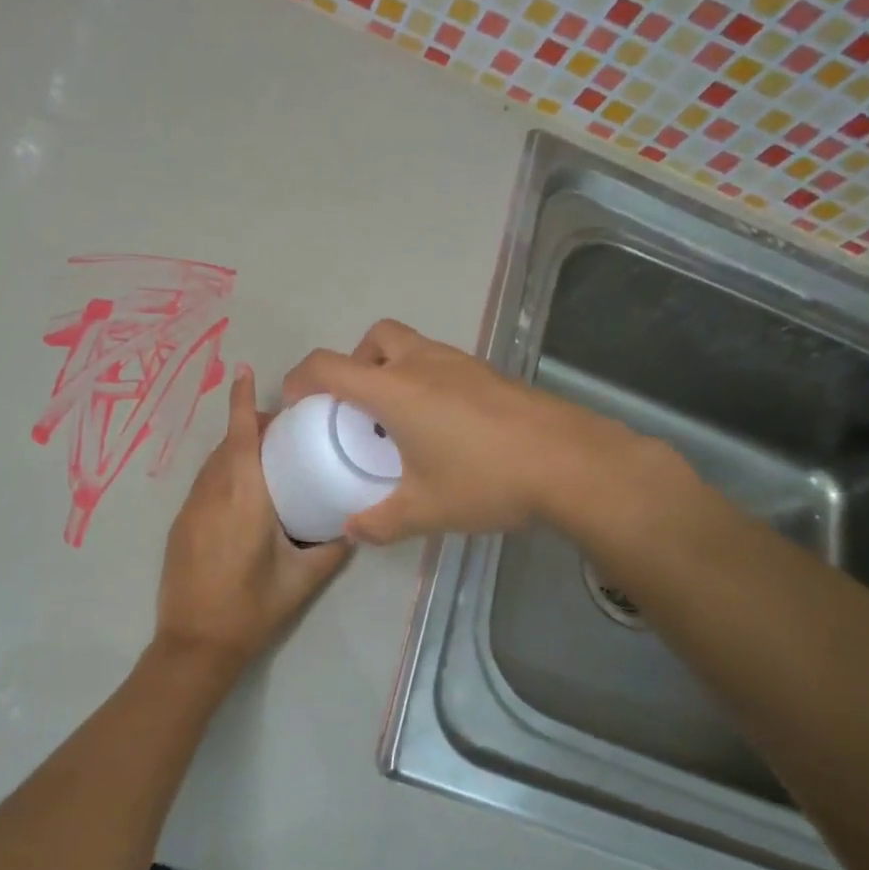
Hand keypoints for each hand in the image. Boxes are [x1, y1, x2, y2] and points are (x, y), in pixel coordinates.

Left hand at [155, 365, 351, 677]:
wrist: (194, 645)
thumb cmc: (251, 609)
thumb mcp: (301, 580)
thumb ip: (330, 550)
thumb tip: (352, 527)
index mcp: (243, 499)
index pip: (240, 437)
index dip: (241, 402)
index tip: (244, 372)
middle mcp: (212, 494)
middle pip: (227, 445)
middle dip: (247, 425)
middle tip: (281, 427)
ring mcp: (190, 509)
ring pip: (212, 464)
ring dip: (233, 450)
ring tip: (264, 454)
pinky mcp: (180, 526)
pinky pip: (203, 485)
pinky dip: (222, 473)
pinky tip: (241, 492)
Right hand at [282, 319, 676, 544]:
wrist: (573, 463)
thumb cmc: (487, 480)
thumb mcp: (425, 510)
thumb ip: (380, 521)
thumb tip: (351, 531)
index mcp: (395, 390)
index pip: (329, 366)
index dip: (301, 378)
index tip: (295, 404)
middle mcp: (424, 364)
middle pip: (375, 338)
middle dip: (355, 363)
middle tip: (358, 406)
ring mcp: (461, 364)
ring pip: (411, 346)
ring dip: (393, 370)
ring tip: (400, 420)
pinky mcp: (490, 373)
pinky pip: (441, 363)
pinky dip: (426, 381)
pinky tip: (444, 427)